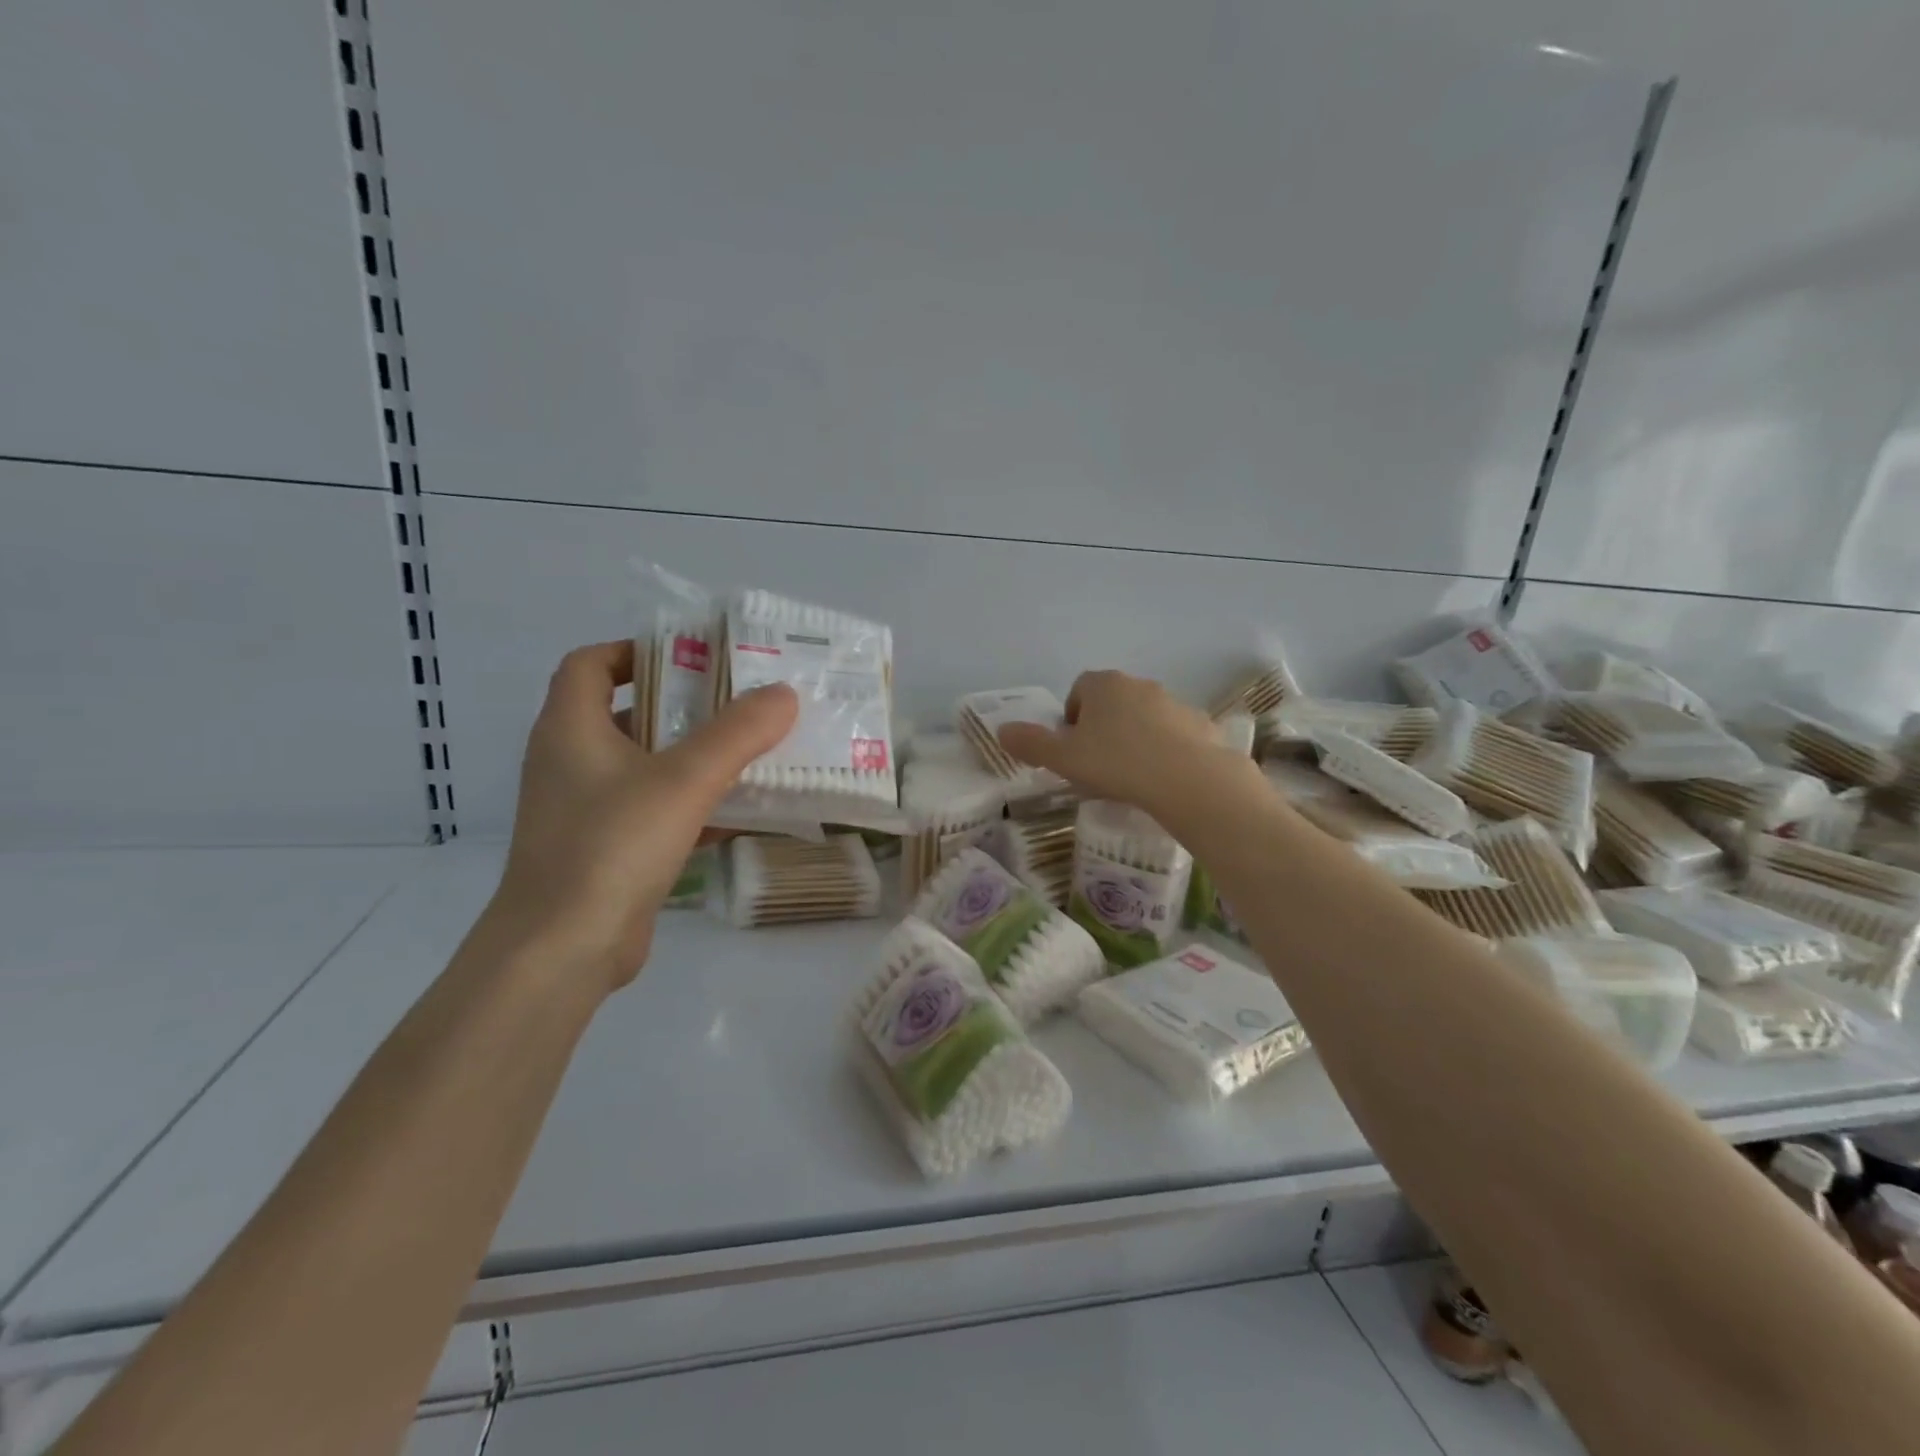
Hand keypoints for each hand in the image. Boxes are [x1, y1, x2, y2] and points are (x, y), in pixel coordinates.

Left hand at [488, 640, 797, 990]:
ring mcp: (584, 810)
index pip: (590, 664)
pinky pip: (652, 811)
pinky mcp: (604, 851)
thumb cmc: (612, 846)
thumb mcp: (684, 781)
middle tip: (740, 703)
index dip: (636, 652)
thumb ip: (737, 733)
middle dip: (682, 706)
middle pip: (626, 714)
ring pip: (643, 767)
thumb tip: (784, 693)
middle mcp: (569, 762)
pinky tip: (740, 813)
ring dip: (692, 757)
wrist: (562, 950)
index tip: (692, 660)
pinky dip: (691, 805)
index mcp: (570, 729)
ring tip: (751, 751)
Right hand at [996, 669, 1259, 824]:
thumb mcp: (1063, 758)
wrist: (1188, 779)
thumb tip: (1002, 731)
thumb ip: (1031, 743)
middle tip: (1098, 764)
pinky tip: (1162, 778)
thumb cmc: (1116, 763)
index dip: (1071, 718)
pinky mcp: (1200, 724)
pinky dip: (1165, 749)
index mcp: (1103, 685)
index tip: (1072, 748)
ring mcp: (1174, 702)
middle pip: (1112, 701)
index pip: (1079, 690)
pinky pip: (1174, 734)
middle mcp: (1139, 684)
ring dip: (1134, 737)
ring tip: (1131, 775)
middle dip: (1102, 727)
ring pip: (1144, 717)